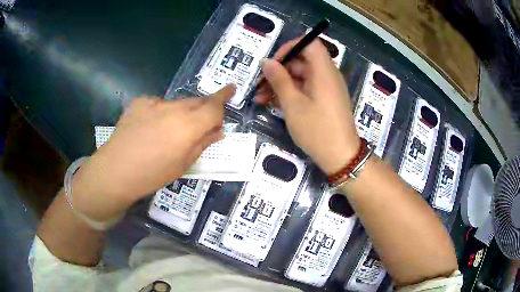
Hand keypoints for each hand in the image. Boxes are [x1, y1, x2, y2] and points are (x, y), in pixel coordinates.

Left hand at [71, 85, 234, 220]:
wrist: (116, 170)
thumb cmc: (152, 174)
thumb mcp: (183, 164)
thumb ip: (203, 143)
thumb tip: (217, 130)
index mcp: (189, 125)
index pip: (214, 106)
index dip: (225, 97)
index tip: (231, 89)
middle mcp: (174, 108)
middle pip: (197, 101)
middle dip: (203, 109)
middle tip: (201, 123)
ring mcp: (155, 102)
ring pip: (177, 103)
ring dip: (181, 113)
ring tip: (169, 133)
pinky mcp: (139, 102)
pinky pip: (158, 104)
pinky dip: (160, 113)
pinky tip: (149, 128)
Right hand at [256, 38, 359, 173]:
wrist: (340, 157)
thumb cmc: (317, 130)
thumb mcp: (293, 104)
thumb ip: (279, 80)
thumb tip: (266, 62)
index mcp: (323, 71)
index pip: (309, 43)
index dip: (290, 47)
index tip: (273, 62)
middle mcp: (327, 75)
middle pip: (301, 61)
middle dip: (278, 70)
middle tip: (259, 84)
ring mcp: (326, 89)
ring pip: (300, 77)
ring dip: (280, 84)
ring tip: (260, 97)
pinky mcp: (324, 100)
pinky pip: (305, 89)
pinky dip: (290, 93)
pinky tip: (272, 104)